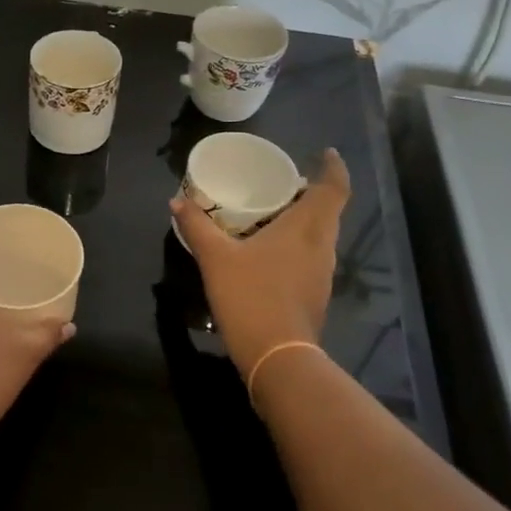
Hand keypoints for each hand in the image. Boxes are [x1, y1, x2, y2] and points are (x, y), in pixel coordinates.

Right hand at [171, 148, 350, 377]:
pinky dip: (299, 243)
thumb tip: (177, 201)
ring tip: (276, 212)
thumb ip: (197, 226)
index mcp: (306, 229)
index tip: (326, 153)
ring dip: (307, 219)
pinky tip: (271, 251)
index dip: (334, 168)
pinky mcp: (315, 295)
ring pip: (321, 235)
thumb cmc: (250, 296)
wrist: (277, 357)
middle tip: (287, 182)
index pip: (333, 189)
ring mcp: (322, 274)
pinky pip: (312, 256)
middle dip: (314, 192)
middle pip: (329, 210)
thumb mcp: (216, 257)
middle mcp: (322, 246)